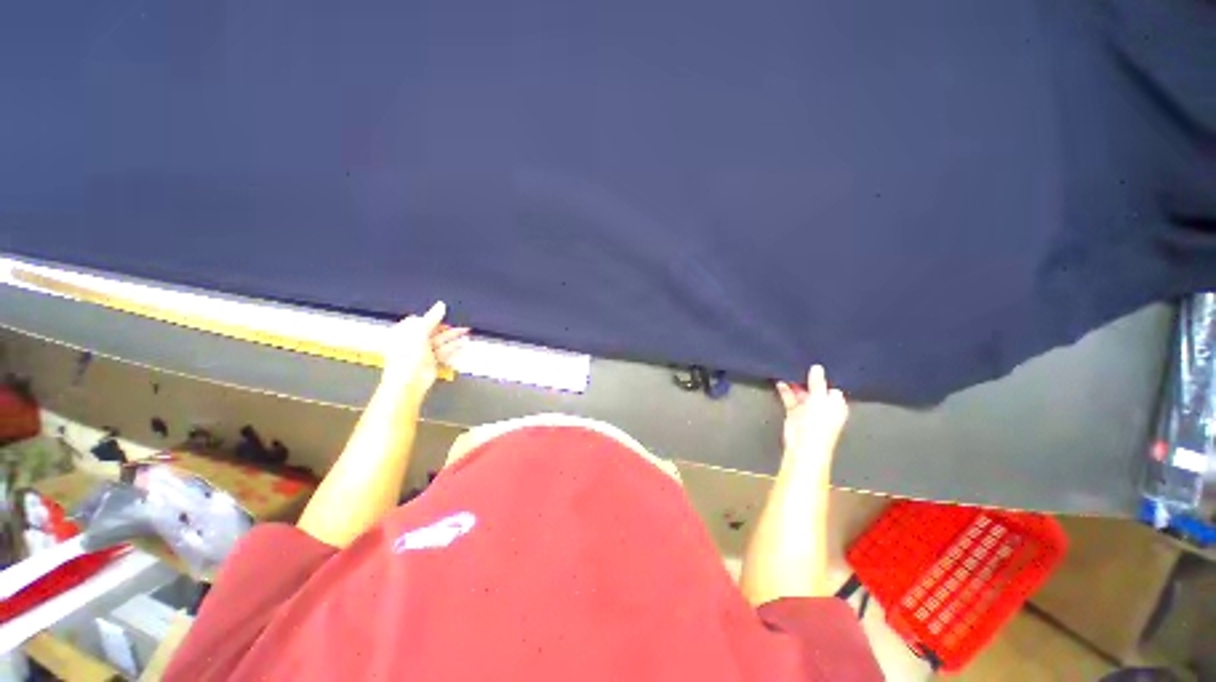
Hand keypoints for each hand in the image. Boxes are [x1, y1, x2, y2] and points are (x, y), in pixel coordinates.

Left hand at [380, 302, 469, 406]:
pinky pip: (444, 351)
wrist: (410, 381)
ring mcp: (423, 352)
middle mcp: (412, 342)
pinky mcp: (432, 361)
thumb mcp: (419, 331)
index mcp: (403, 332)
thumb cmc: (407, 357)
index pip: (418, 320)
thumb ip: (432, 318)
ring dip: (453, 336)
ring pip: (440, 340)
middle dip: (446, 326)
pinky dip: (454, 347)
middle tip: (460, 321)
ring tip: (466, 330)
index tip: (445, 313)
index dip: (431, 316)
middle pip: (431, 330)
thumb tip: (440, 306)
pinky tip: (463, 342)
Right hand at [776, 365, 848, 471]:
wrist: (803, 446)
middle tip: (799, 365)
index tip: (814, 366)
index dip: (823, 377)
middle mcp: (823, 406)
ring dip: (794, 384)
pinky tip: (780, 382)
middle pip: (814, 388)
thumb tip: (817, 368)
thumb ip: (817, 382)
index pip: (831, 386)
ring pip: (801, 392)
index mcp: (836, 404)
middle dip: (806, 379)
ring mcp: (808, 410)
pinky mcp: (794, 412)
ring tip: (787, 370)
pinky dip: (785, 391)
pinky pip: (790, 398)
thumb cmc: (818, 427)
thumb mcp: (819, 399)